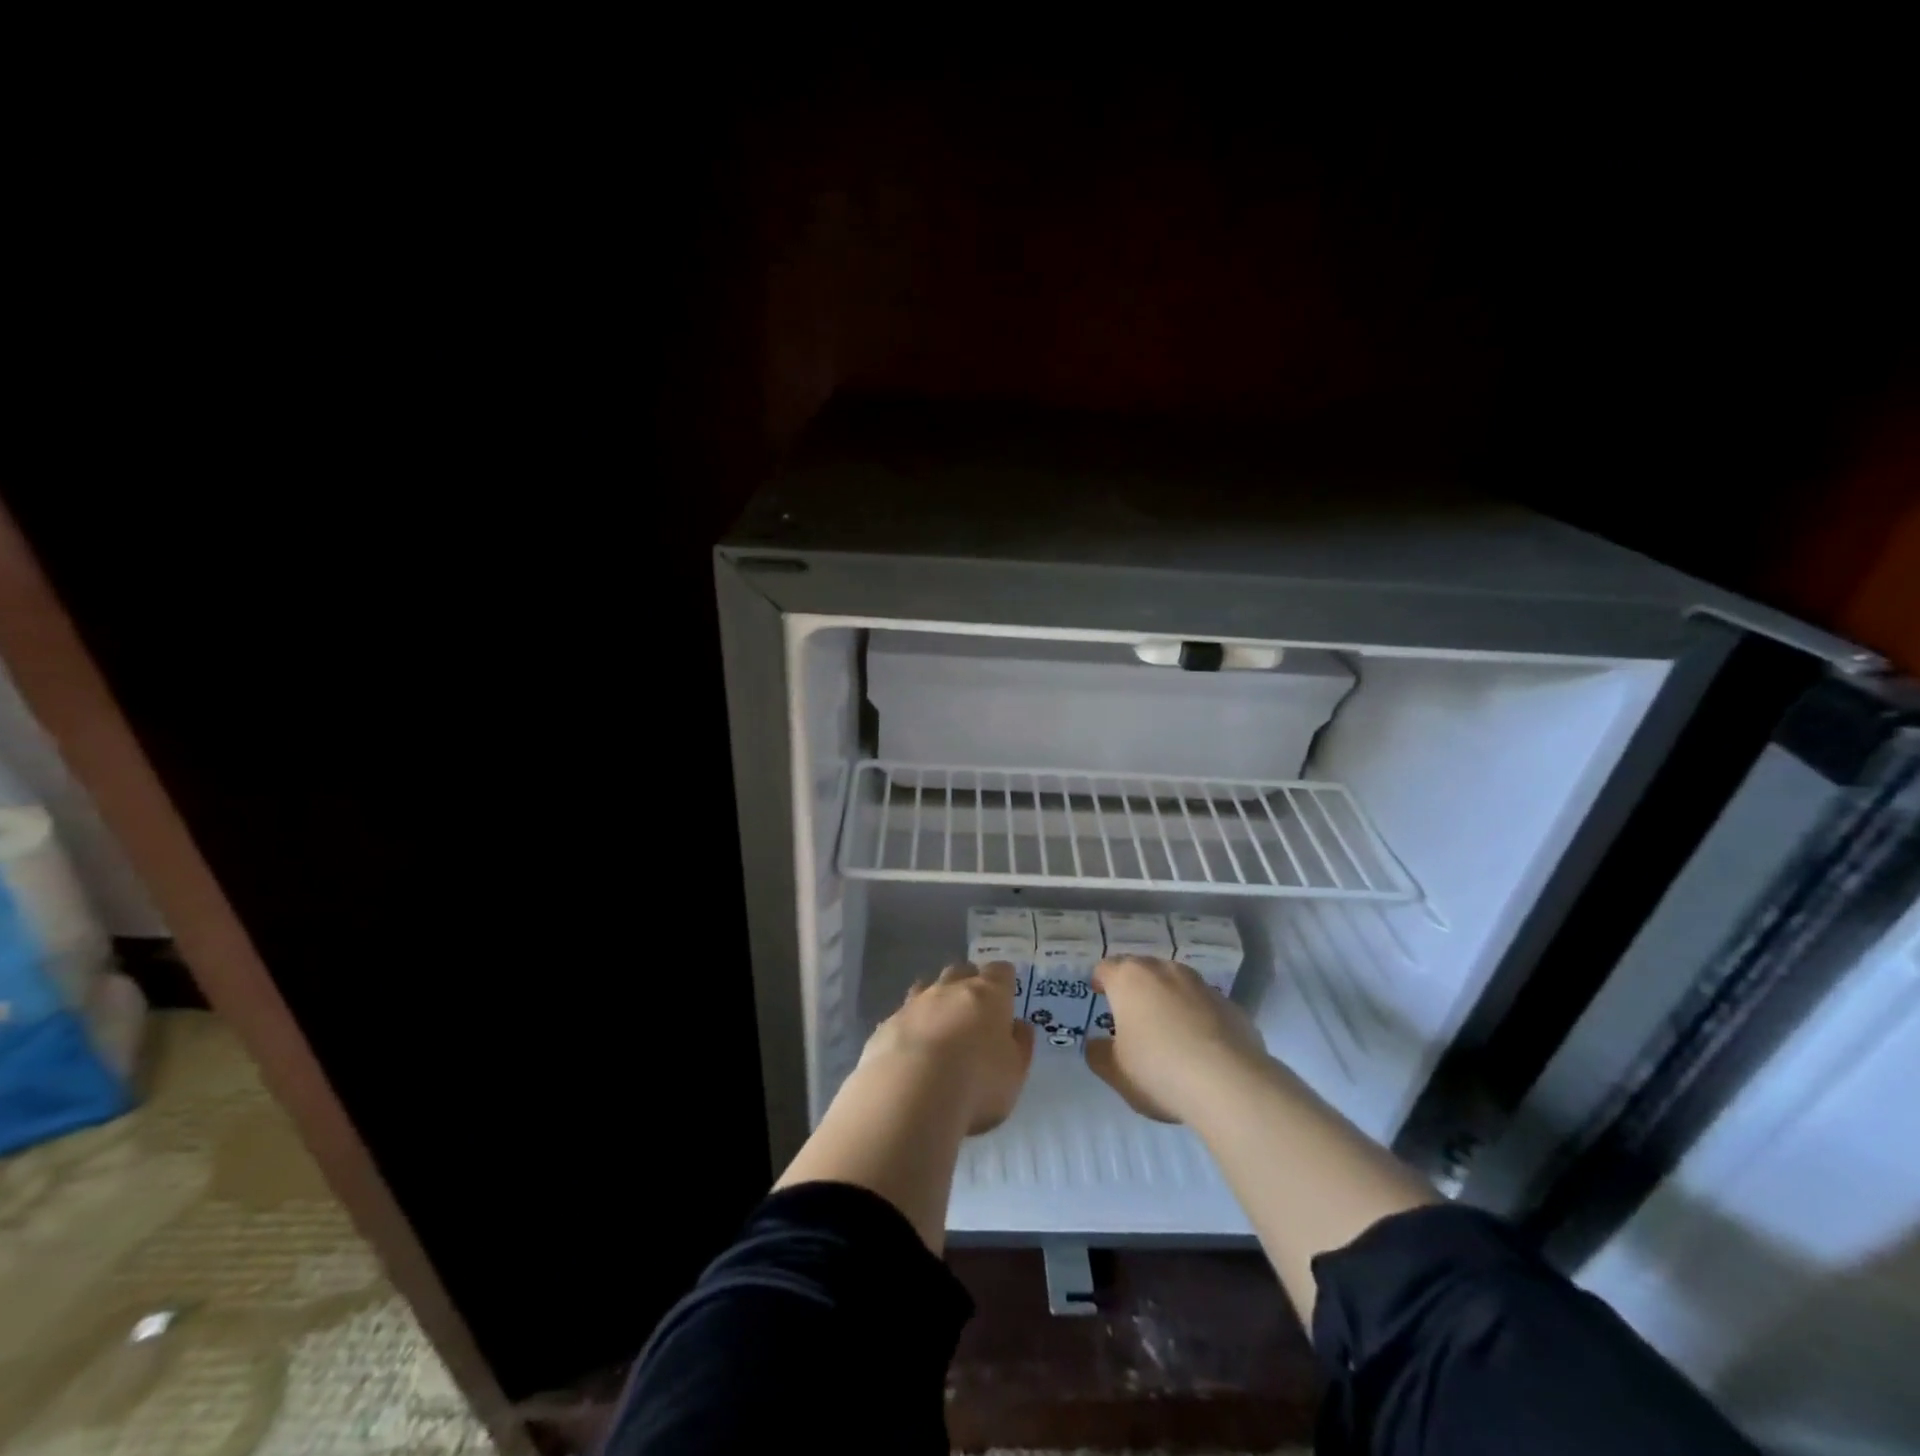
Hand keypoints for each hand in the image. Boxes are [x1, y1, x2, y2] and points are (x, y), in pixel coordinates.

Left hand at [860, 961, 1034, 1134]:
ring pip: (927, 987)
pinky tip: (912, 1049)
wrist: (910, 1094)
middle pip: (961, 972)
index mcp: (988, 994)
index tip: (1006, 995)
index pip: (1000, 972)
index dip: (1004, 981)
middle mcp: (950, 989)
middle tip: (974, 1008)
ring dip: (936, 1000)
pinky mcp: (887, 1024)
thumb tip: (1019, 1025)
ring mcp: (915, 1003)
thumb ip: (1020, 1045)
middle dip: (968, 983)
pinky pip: (903, 1015)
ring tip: (941, 1025)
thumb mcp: (1015, 1073)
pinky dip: (911, 1025)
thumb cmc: (977, 1083)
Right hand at [1085, 955, 1269, 1123]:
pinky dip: (1197, 1017)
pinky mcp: (1231, 1006)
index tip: (1099, 995)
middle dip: (1134, 987)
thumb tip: (1097, 1044)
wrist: (1230, 1084)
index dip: (1100, 980)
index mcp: (1129, 979)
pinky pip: (1204, 1005)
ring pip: (1176, 984)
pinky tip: (1200, 1047)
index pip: (1106, 968)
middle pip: (1142, 969)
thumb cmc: (1158, 1070)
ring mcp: (1201, 985)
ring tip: (1167, 1029)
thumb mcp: (1116, 1072)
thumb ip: (1099, 1054)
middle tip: (1130, 1014)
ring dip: (1168, 998)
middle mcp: (1164, 971)